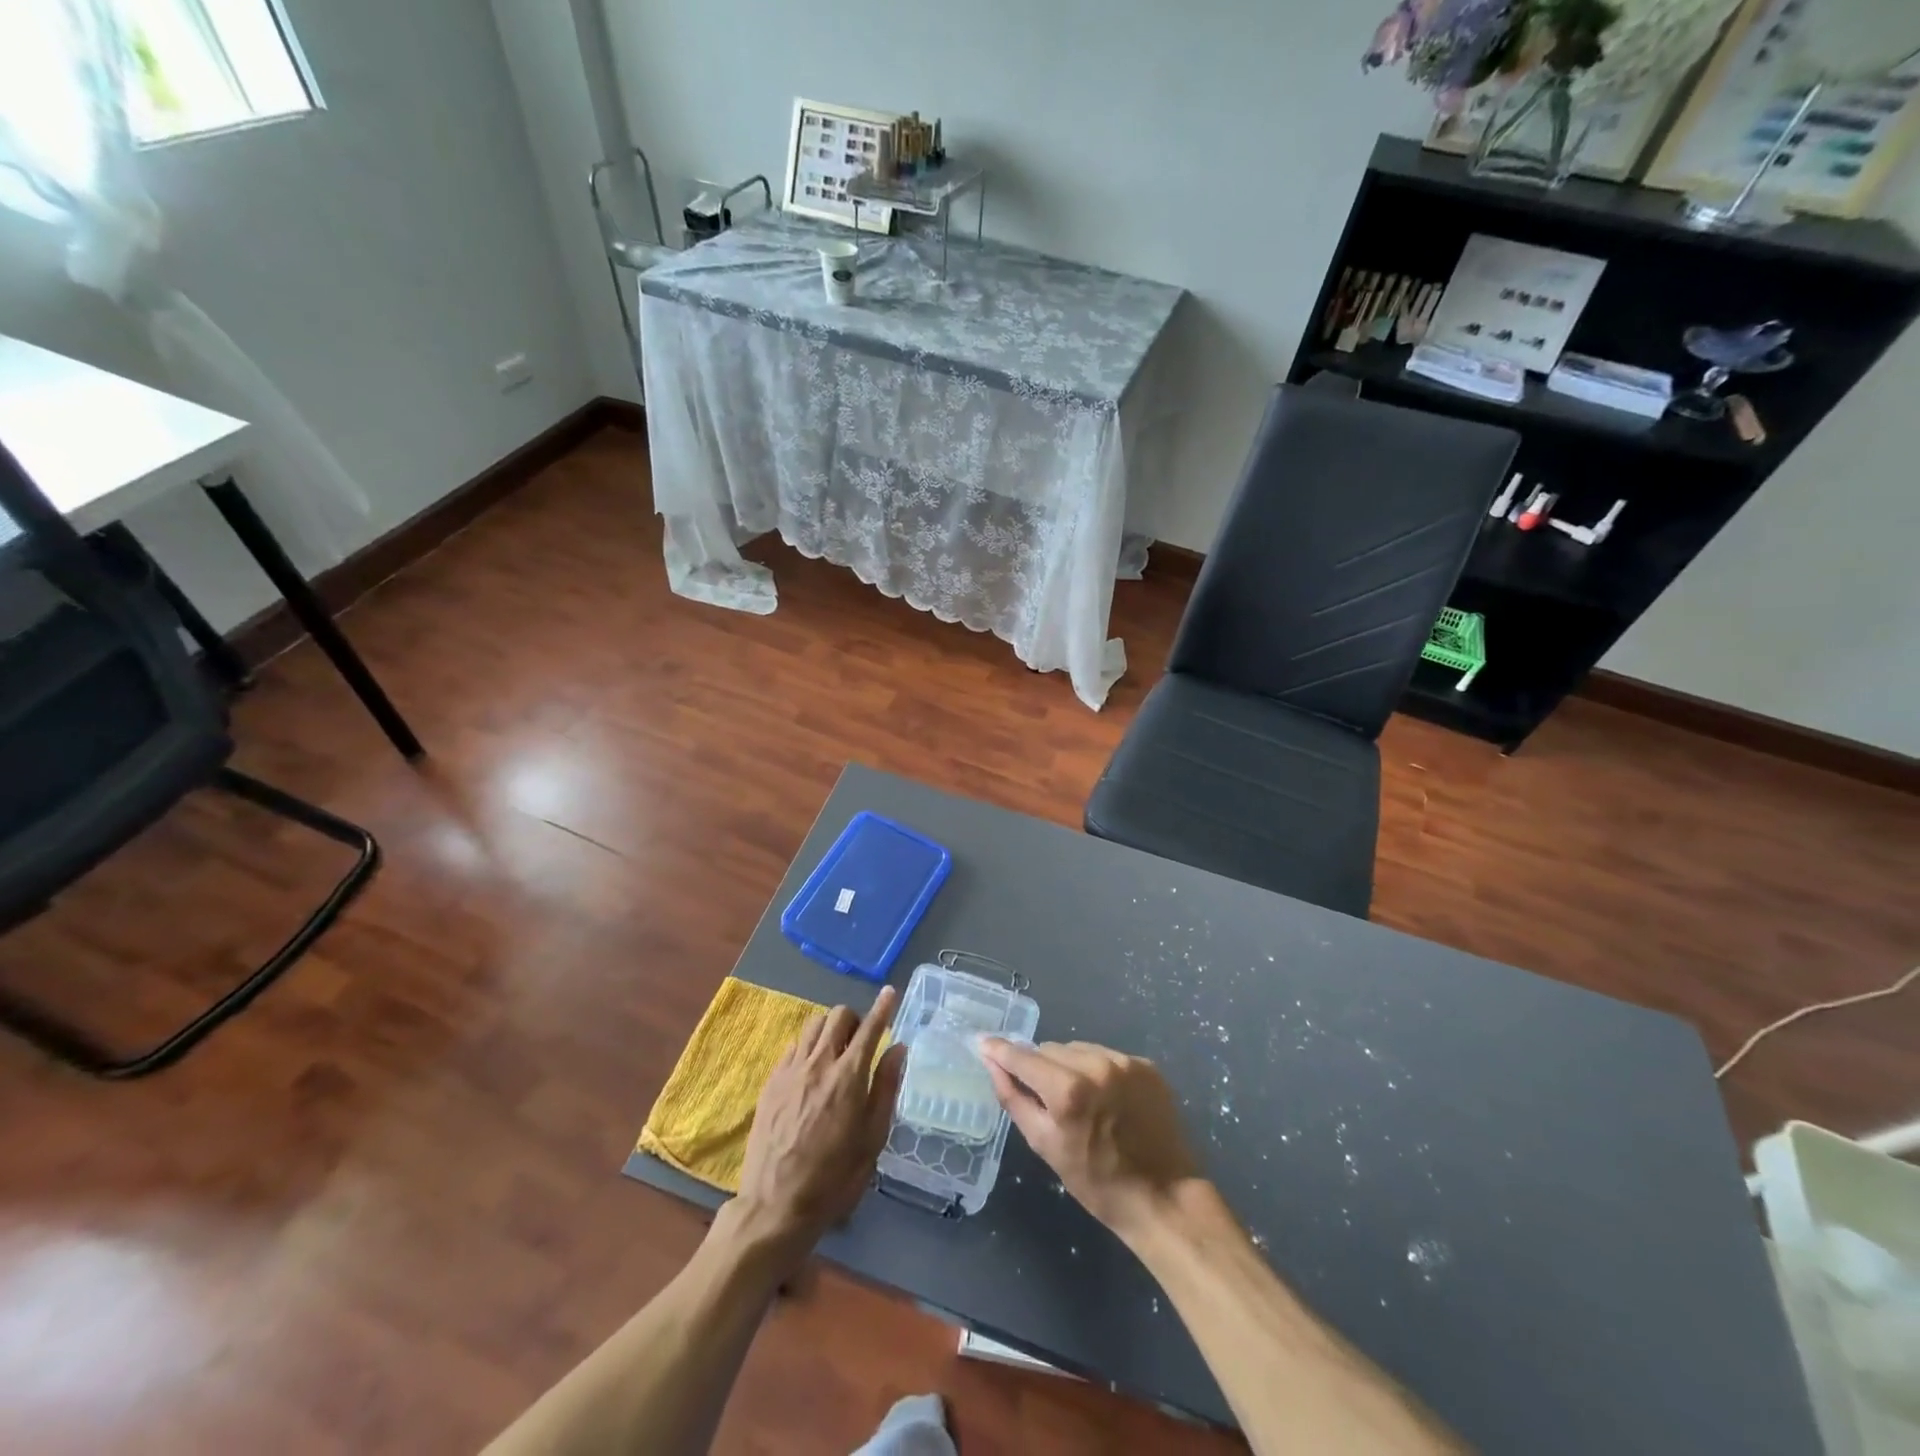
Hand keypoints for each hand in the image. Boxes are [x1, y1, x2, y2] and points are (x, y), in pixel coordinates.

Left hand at [729, 986, 905, 1262]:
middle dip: (855, 1020)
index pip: (870, 1028)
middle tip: (861, 1042)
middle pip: (838, 1016)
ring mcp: (790, 1070)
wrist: (775, 1204)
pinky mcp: (771, 1081)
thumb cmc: (834, 1177)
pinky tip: (811, 1069)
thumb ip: (885, 1088)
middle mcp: (819, 1063)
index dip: (882, 1008)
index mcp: (848, 1076)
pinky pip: (793, 1046)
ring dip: (830, 1029)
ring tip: (836, 1052)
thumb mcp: (872, 1139)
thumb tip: (898, 1049)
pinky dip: (808, 1046)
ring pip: (813, 1025)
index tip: (889, 992)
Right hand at [978, 1039, 1199, 1244]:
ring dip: (1070, 1066)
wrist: (1165, 1198)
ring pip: (1078, 1048)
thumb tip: (992, 1063)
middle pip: (1051, 1050)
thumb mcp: (1046, 1146)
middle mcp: (1096, 1065)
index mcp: (1068, 1090)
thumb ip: (1014, 1099)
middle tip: (1046, 1097)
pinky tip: (1107, 1098)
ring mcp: (1125, 1062)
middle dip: (1042, 1067)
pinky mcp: (1146, 1065)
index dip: (1001, 1051)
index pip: (1024, 1057)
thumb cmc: (1098, 1183)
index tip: (983, 1042)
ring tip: (1080, 1100)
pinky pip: (1107, 1055)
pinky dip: (1098, 1070)